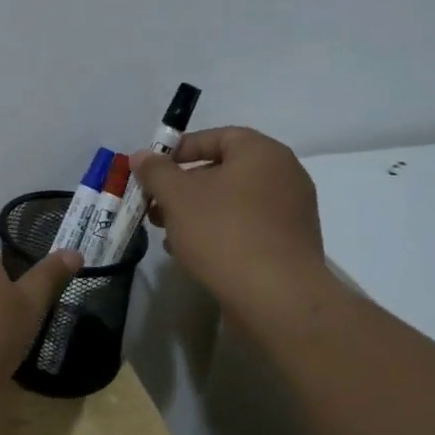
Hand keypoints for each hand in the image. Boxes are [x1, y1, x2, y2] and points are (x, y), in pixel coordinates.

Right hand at [131, 128, 327, 315]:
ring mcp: (292, 211)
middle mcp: (284, 175)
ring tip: (169, 234)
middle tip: (155, 205)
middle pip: (223, 170)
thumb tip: (142, 155)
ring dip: (197, 212)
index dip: (180, 150)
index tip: (154, 171)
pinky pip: (248, 226)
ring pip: (233, 201)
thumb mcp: (177, 196)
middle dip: (183, 187)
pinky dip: (220, 232)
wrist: (277, 297)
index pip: (216, 136)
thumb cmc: (223, 232)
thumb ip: (156, 171)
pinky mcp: (291, 244)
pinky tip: (194, 253)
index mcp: (262, 153)